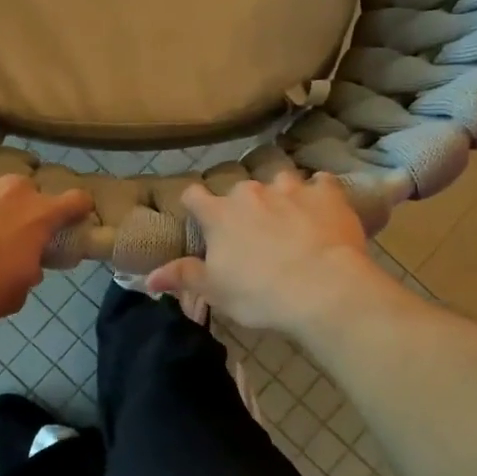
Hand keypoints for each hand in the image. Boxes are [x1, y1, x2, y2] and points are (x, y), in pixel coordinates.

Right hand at [145, 171, 386, 333]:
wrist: (324, 290)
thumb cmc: (260, 294)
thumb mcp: (216, 291)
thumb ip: (184, 276)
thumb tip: (149, 276)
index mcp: (219, 214)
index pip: (193, 195)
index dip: (195, 205)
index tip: (201, 218)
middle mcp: (251, 192)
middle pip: (240, 190)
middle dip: (244, 207)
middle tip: (254, 233)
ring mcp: (291, 188)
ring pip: (280, 181)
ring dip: (282, 196)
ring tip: (291, 219)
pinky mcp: (326, 192)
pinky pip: (321, 183)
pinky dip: (320, 194)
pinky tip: (324, 210)